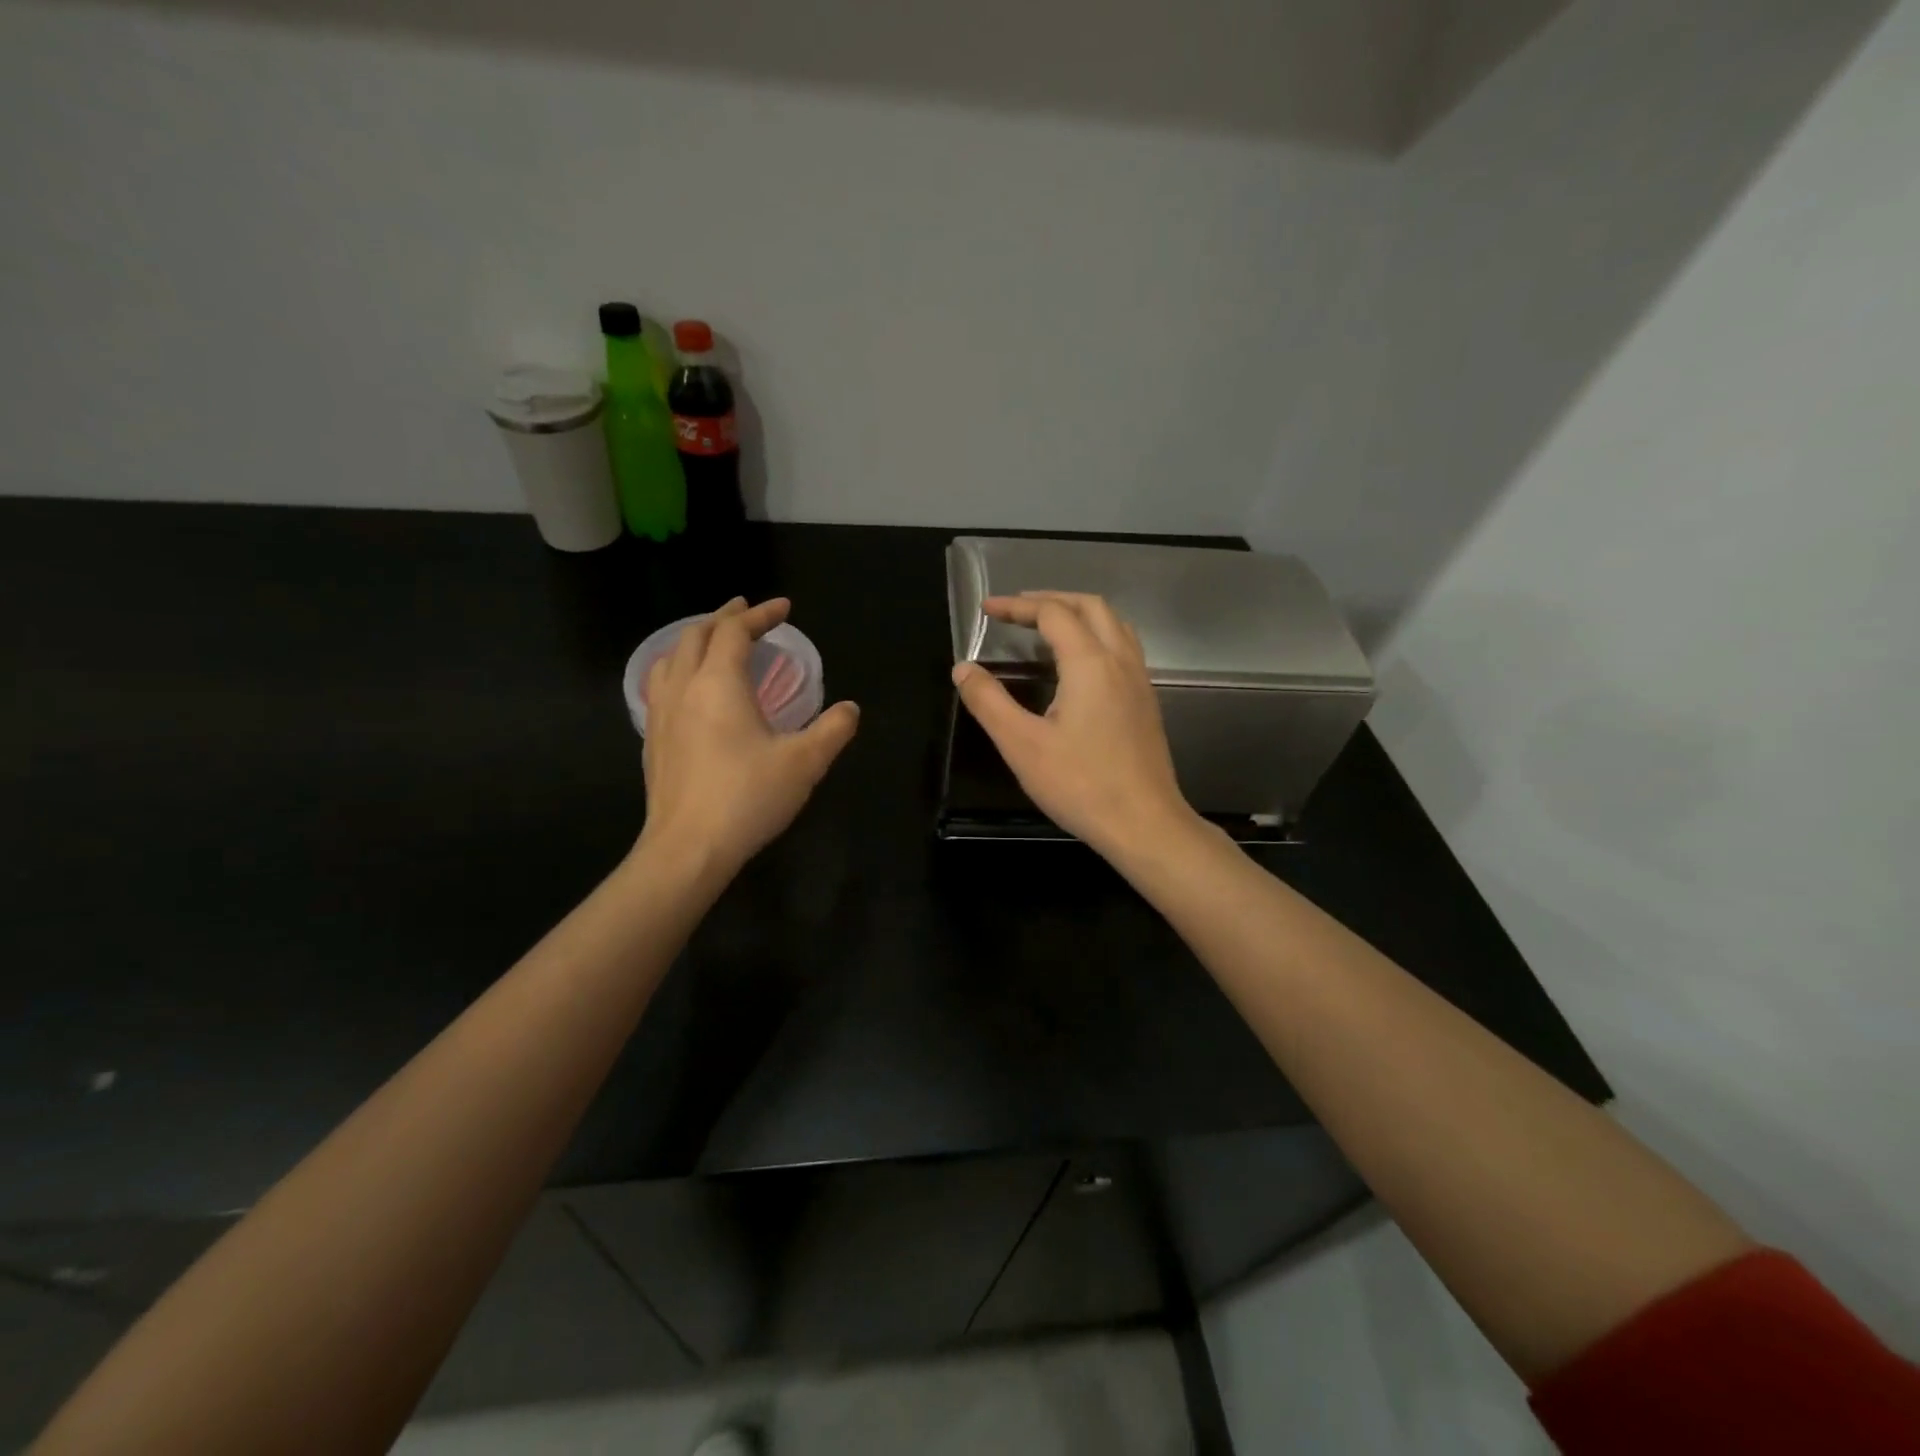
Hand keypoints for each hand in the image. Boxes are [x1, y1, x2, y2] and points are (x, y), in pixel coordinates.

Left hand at [639, 598, 859, 878]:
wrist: (687, 848)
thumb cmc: (747, 798)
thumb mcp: (805, 763)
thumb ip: (833, 729)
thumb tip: (850, 708)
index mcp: (719, 683)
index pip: (734, 632)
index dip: (760, 614)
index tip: (783, 607)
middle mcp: (684, 688)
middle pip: (697, 635)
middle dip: (724, 618)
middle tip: (746, 612)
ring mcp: (661, 714)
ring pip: (671, 657)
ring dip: (695, 639)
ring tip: (713, 641)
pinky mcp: (653, 740)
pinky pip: (660, 685)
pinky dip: (679, 668)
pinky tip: (690, 690)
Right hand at [951, 591, 1194, 858]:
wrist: (1143, 824)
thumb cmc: (1080, 785)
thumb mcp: (1022, 745)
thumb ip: (989, 702)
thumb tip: (963, 669)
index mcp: (1090, 663)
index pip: (1053, 613)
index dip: (1017, 606)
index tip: (987, 610)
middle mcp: (1120, 661)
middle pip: (1091, 607)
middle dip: (1051, 599)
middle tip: (1016, 610)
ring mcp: (1139, 681)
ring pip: (1114, 624)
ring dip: (1079, 613)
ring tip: (1046, 626)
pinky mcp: (1146, 702)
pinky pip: (1123, 648)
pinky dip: (1096, 635)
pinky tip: (1078, 663)